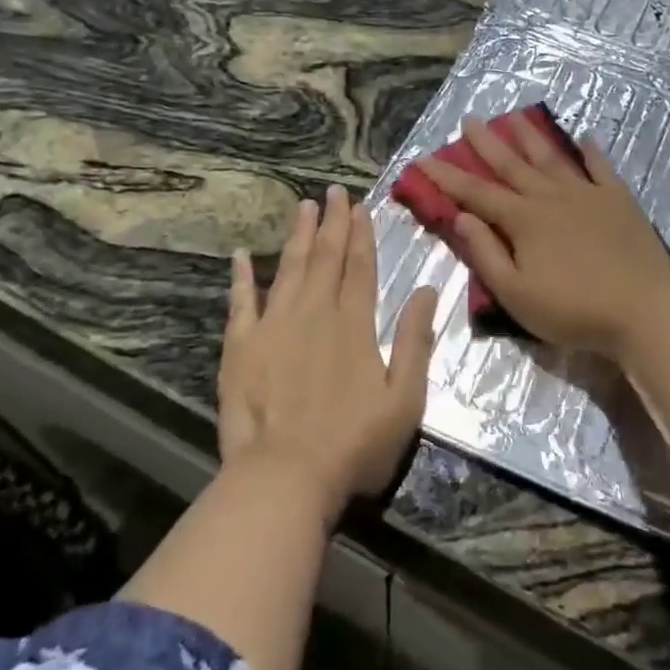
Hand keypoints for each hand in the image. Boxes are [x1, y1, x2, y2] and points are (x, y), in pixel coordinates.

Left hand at [217, 185, 439, 520]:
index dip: (361, 236)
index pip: (360, 268)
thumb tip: (429, 290)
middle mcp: (315, 314)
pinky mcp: (241, 346)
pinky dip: (242, 276)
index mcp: (354, 326)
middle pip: (325, 259)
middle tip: (334, 192)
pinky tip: (242, 254)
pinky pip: (240, 301)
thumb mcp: (405, 399)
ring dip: (297, 236)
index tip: (360, 207)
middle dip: (331, 223)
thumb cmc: (354, 445)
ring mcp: (274, 327)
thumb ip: (416, 341)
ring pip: (289, 269)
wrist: (285, 477)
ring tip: (303, 206)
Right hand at [418, 116, 669, 357]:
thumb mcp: (515, 293)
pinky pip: (601, 168)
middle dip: (487, 143)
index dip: (446, 176)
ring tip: (515, 117)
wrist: (642, 311)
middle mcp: (551, 197)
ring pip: (551, 158)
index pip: (475, 193)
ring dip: (530, 137)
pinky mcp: (619, 200)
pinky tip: (585, 136)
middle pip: (512, 165)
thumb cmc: (572, 310)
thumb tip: (462, 217)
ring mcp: (587, 194)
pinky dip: (591, 151)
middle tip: (470, 120)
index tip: (422, 158)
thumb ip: (486, 253)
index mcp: (523, 220)